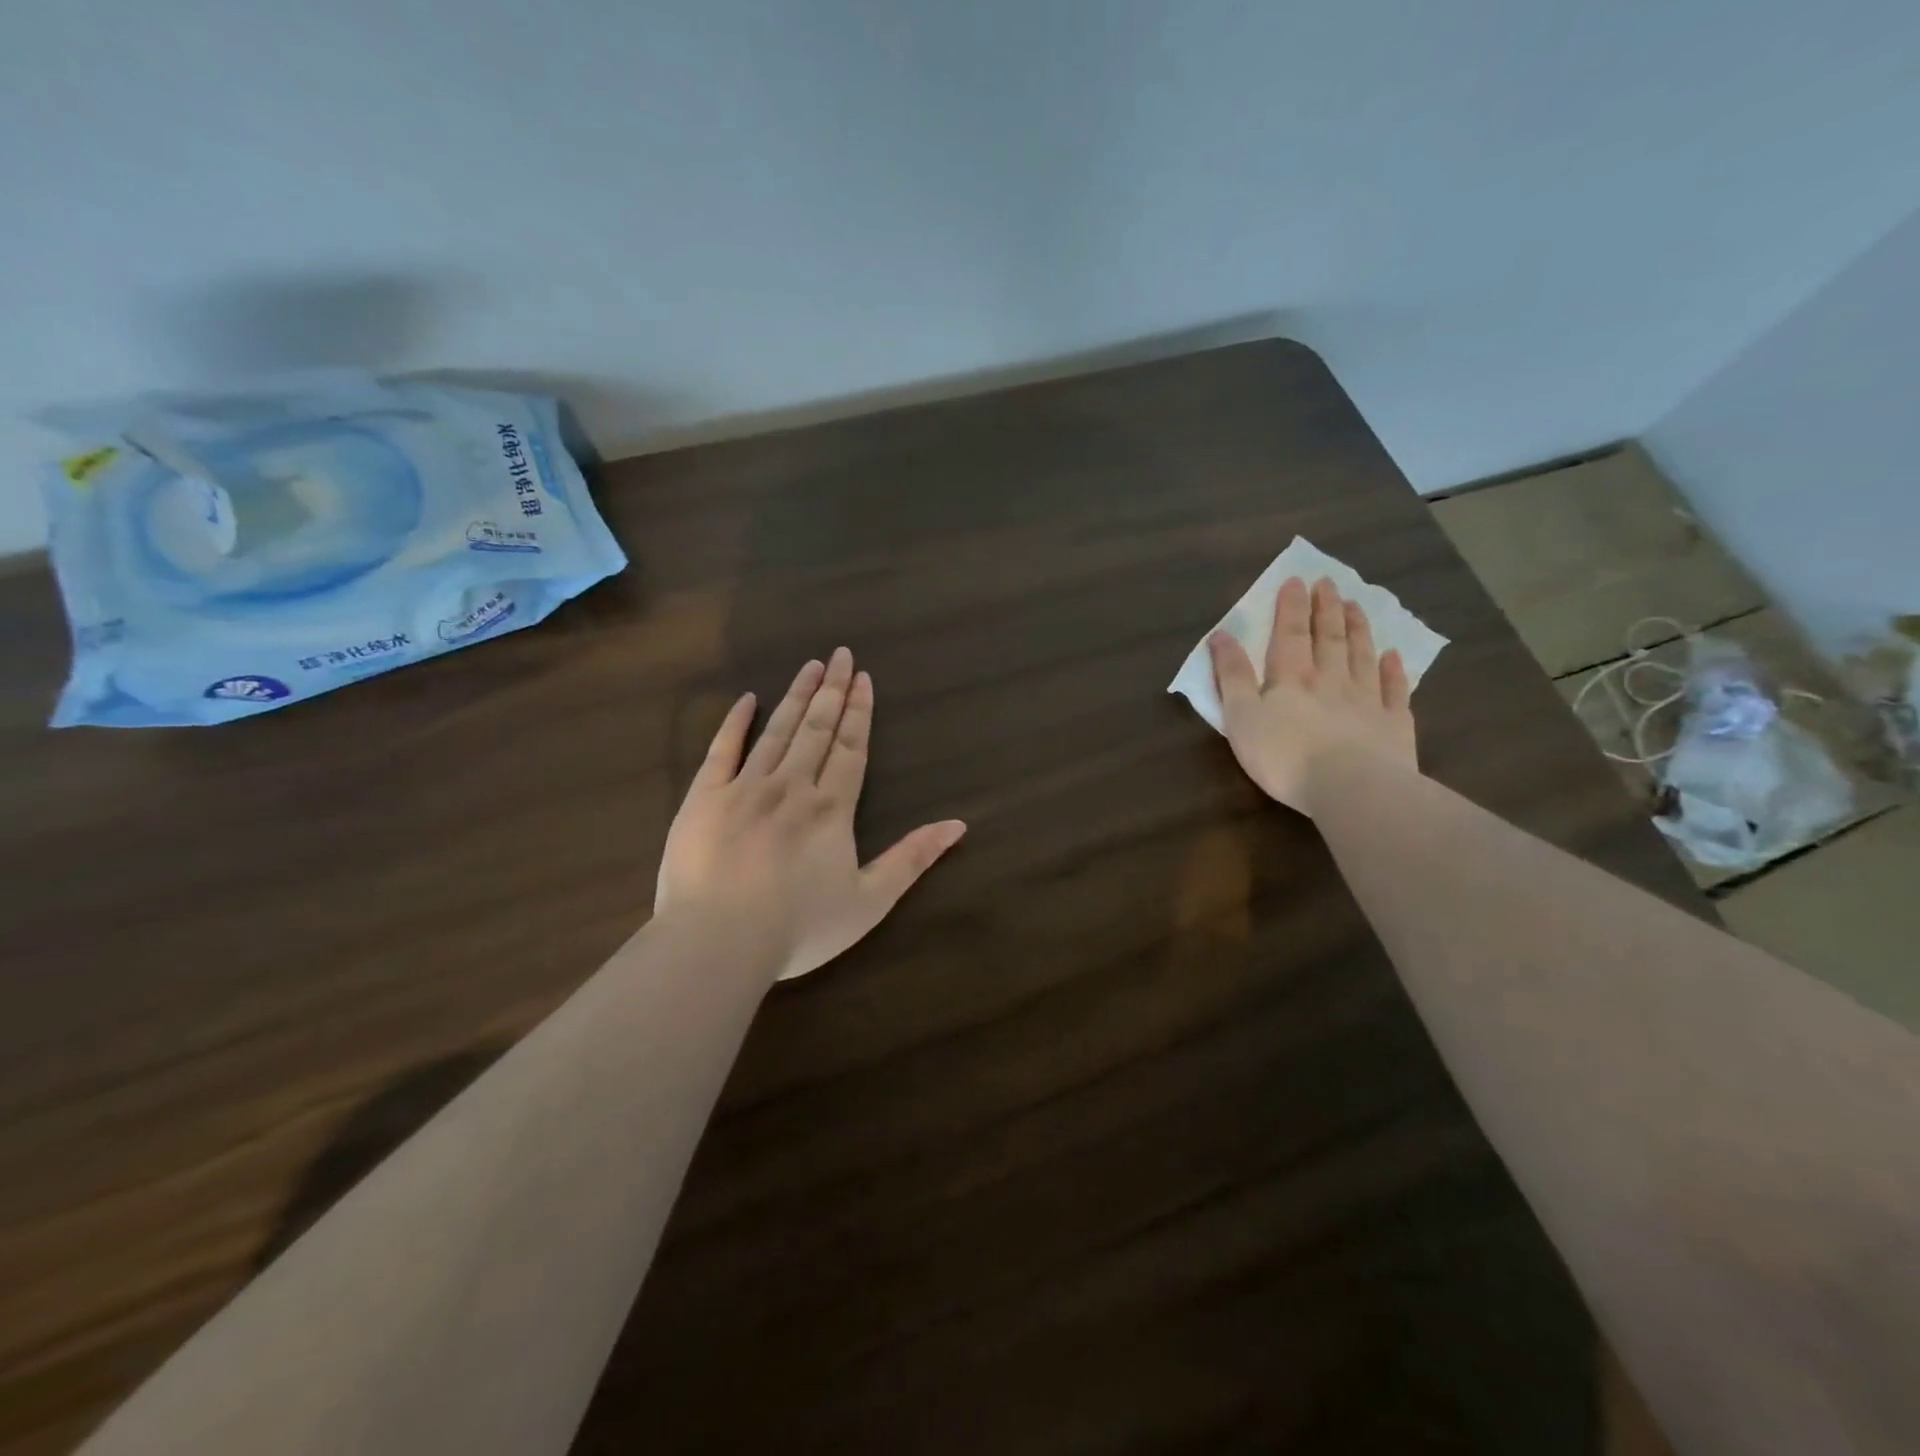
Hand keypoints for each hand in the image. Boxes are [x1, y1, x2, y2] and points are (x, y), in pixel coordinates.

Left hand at [656, 647, 966, 982]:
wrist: (718, 943)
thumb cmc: (799, 928)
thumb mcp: (869, 902)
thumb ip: (912, 859)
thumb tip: (958, 825)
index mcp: (831, 808)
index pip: (850, 748)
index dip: (859, 711)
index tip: (863, 678)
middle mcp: (791, 786)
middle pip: (817, 728)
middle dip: (831, 690)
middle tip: (840, 654)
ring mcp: (745, 788)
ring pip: (777, 731)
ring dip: (796, 696)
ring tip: (810, 666)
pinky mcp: (704, 798)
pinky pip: (721, 750)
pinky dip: (735, 723)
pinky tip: (747, 700)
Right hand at [1208, 576, 1417, 813]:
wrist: (1351, 788)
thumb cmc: (1284, 756)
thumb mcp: (1241, 716)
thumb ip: (1231, 676)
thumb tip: (1220, 635)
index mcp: (1291, 678)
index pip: (1290, 633)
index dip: (1291, 607)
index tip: (1296, 580)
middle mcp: (1331, 679)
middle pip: (1329, 637)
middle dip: (1326, 609)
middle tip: (1329, 583)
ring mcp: (1366, 699)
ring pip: (1361, 655)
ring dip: (1357, 629)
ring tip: (1356, 606)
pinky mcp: (1393, 723)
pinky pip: (1394, 689)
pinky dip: (1393, 670)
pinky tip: (1393, 656)